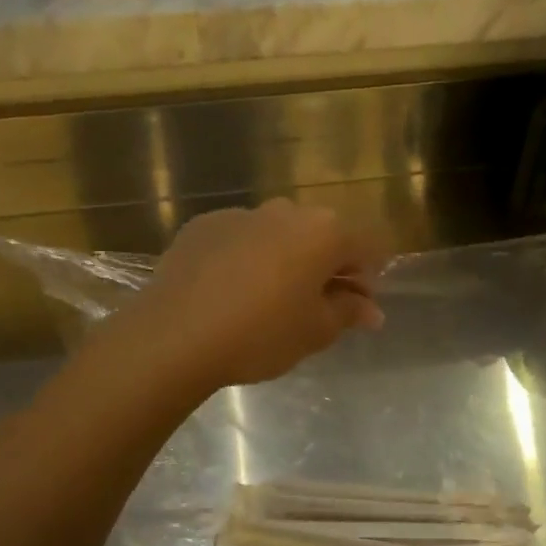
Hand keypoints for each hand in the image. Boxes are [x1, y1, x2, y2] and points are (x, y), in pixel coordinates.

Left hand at [120, 200, 388, 392]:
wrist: (175, 334)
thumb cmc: (261, 334)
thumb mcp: (316, 332)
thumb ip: (349, 313)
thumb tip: (370, 309)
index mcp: (324, 232)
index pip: (366, 246)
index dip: (369, 276)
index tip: (359, 307)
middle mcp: (286, 210)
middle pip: (322, 235)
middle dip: (328, 266)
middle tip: (318, 305)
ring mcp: (241, 213)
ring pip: (279, 234)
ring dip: (286, 259)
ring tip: (271, 299)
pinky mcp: (203, 225)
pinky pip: (240, 239)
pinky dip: (246, 258)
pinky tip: (231, 291)